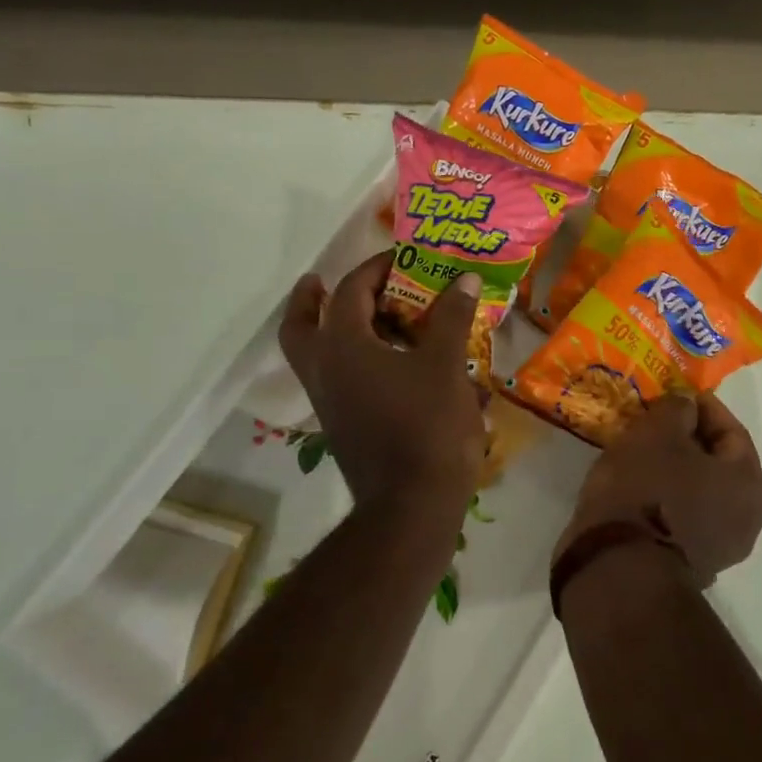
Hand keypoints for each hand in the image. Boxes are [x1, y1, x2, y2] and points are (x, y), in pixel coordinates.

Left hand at [279, 252, 486, 511]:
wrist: (412, 503)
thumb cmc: (427, 425)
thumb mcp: (446, 365)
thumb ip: (451, 318)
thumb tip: (463, 279)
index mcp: (344, 347)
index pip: (350, 291)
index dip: (377, 268)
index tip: (403, 258)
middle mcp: (324, 370)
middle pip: (298, 327)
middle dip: (307, 300)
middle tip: (319, 282)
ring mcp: (328, 402)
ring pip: (311, 356)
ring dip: (326, 330)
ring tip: (367, 318)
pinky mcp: (341, 425)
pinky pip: (334, 380)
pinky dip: (349, 361)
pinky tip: (388, 362)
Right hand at [558, 392, 761, 587]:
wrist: (618, 571)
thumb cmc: (646, 491)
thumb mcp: (657, 432)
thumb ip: (677, 408)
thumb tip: (686, 405)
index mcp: (749, 483)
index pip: (731, 430)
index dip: (701, 407)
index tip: (671, 394)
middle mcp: (746, 519)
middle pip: (716, 463)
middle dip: (685, 439)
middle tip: (653, 422)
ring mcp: (719, 549)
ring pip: (697, 491)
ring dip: (673, 469)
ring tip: (639, 451)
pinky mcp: (688, 566)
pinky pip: (680, 516)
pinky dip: (663, 497)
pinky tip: (634, 487)